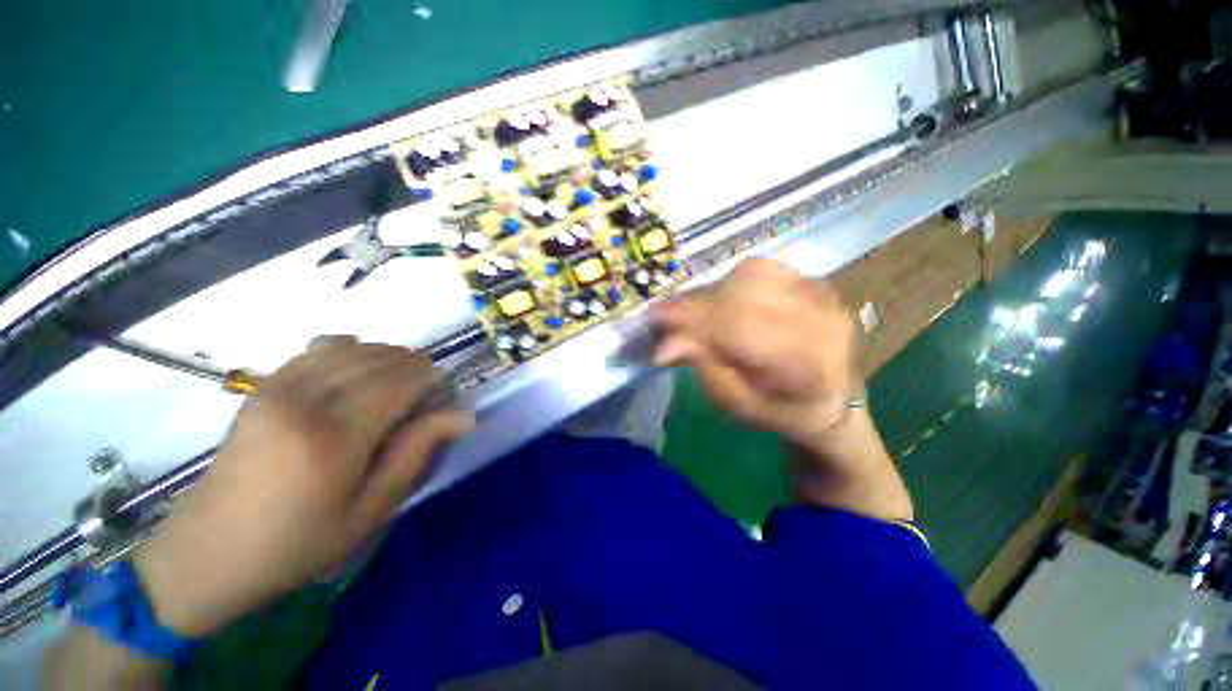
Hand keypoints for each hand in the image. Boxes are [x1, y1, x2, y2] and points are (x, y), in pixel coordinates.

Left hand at [133, 340, 473, 636]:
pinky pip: (320, 348)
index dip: (433, 380)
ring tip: (394, 388)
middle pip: (381, 357)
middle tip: (422, 398)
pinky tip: (359, 374)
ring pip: (354, 347)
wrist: (206, 553)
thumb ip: (416, 453)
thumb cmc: (297, 544)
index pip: (402, 379)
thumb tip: (462, 414)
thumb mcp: (370, 511)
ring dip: (387, 359)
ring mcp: (277, 387)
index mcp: (333, 436)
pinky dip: (353, 351)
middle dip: (414, 369)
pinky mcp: (263, 386)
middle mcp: (304, 399)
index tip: (443, 398)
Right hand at [653, 259, 910, 520]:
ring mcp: (824, 294)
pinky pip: (763, 269)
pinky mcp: (816, 282)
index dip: (694, 317)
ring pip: (753, 272)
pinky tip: (724, 302)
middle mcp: (822, 319)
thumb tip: (665, 344)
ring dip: (714, 290)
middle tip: (669, 316)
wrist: (833, 401)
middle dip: (698, 302)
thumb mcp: (738, 405)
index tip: (656, 317)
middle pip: (746, 290)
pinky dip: (732, 283)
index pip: (741, 326)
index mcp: (807, 363)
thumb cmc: (781, 413)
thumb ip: (705, 370)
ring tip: (698, 312)